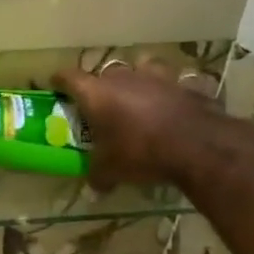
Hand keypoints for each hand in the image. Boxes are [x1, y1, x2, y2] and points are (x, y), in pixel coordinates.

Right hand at [52, 62, 220, 189]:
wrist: (198, 147)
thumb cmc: (141, 153)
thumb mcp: (111, 170)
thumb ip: (97, 175)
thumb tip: (92, 188)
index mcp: (96, 93)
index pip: (68, 77)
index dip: (59, 81)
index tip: (55, 87)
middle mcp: (124, 78)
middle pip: (105, 71)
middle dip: (101, 84)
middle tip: (101, 102)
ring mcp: (158, 77)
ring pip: (142, 65)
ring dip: (139, 76)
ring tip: (140, 92)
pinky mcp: (186, 85)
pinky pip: (176, 81)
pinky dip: (173, 89)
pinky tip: (175, 101)